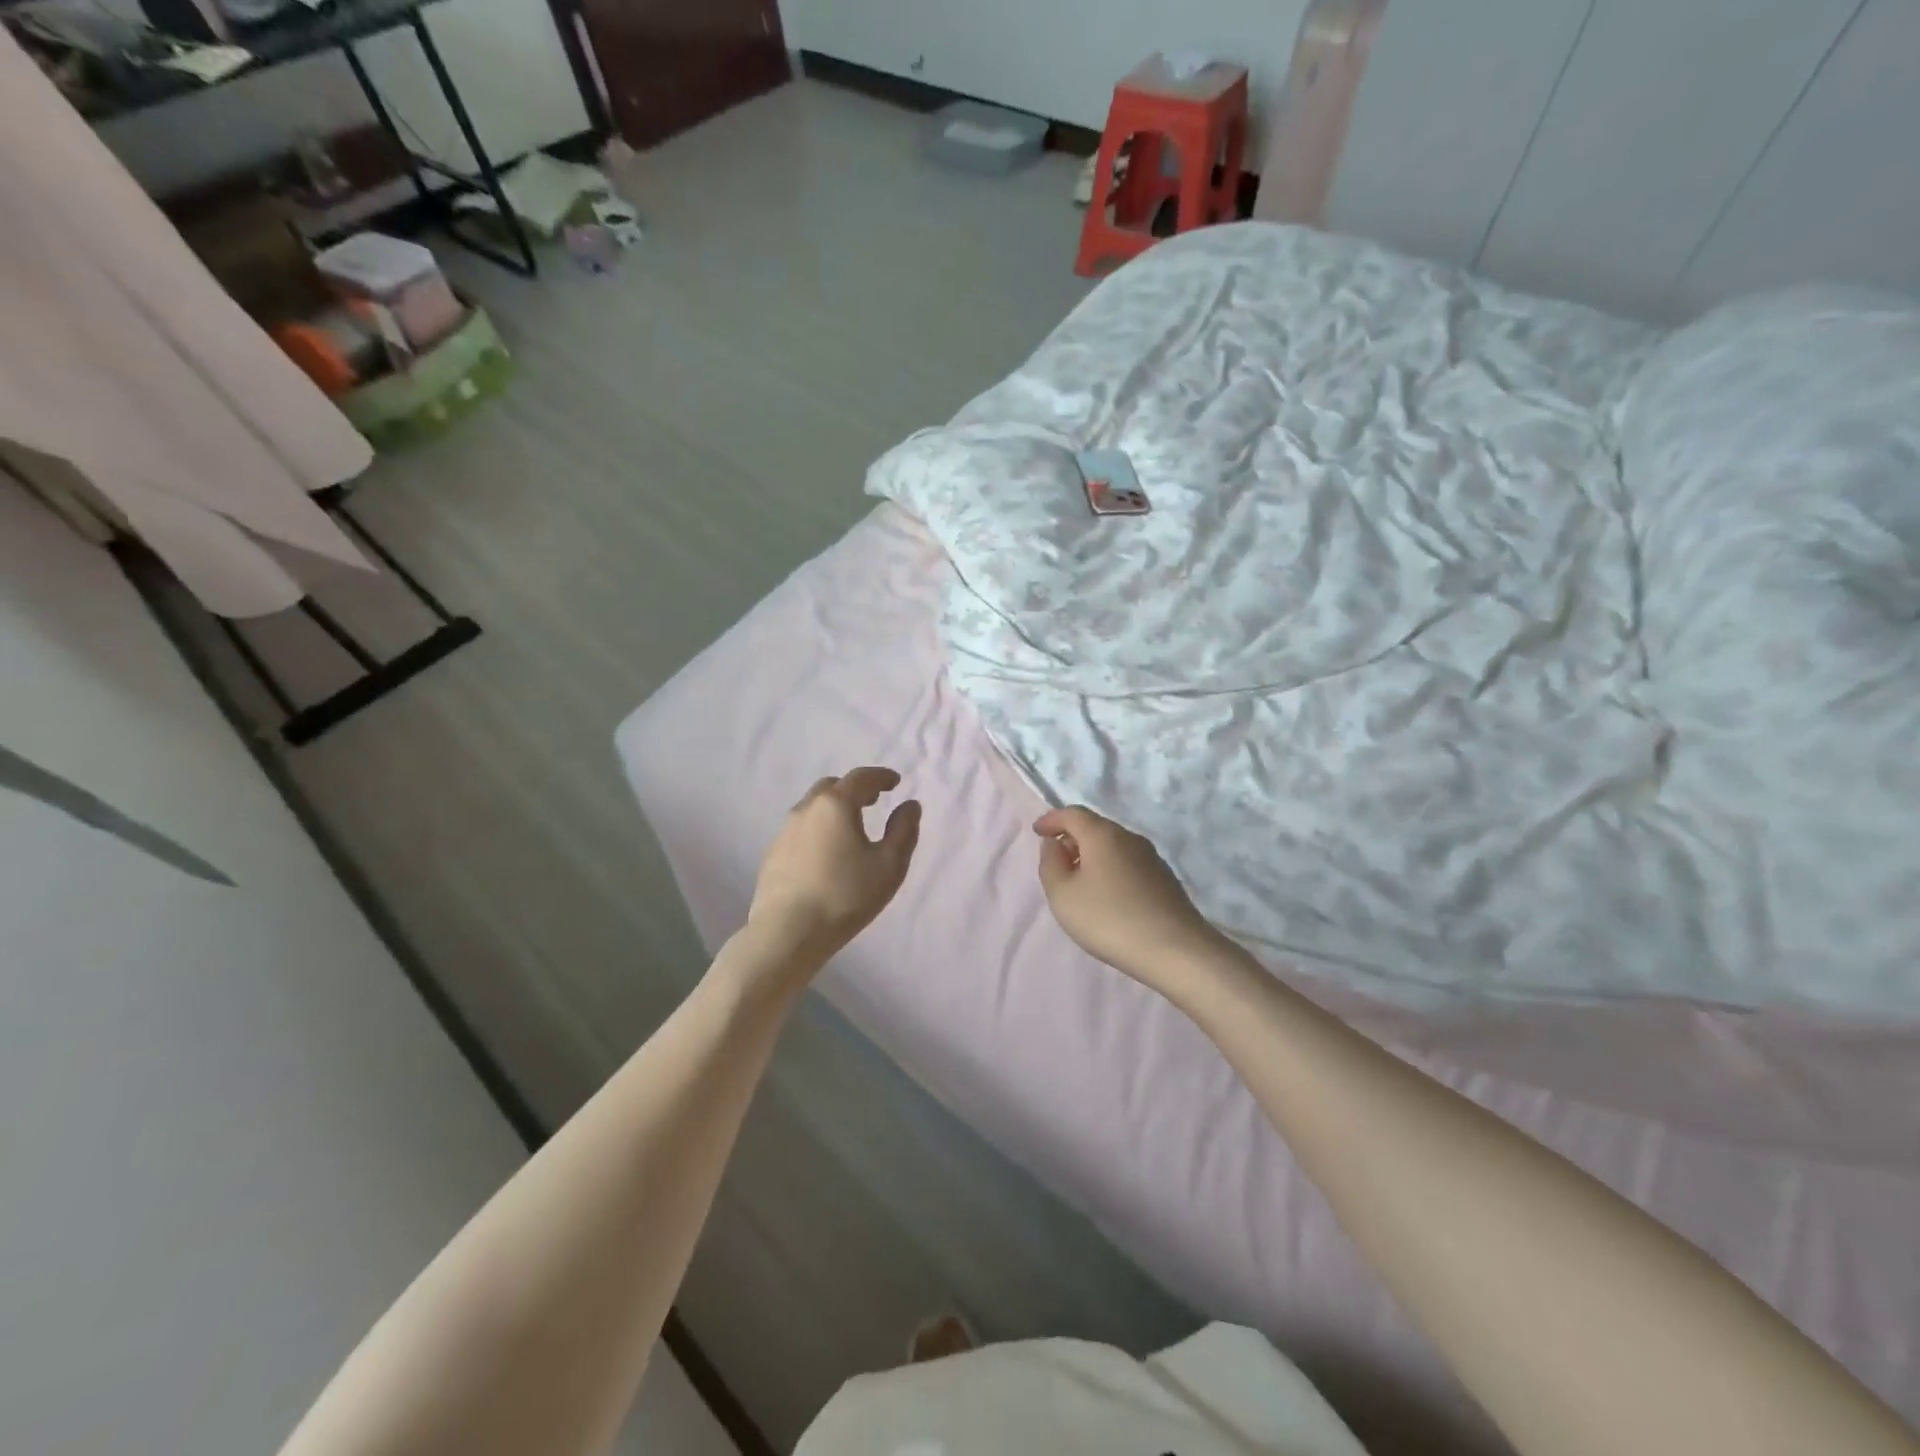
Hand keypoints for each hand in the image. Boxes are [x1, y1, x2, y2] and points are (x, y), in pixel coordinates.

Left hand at [746, 768, 921, 972]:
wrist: (787, 933)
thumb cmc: (845, 896)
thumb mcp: (889, 865)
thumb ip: (903, 831)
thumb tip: (909, 806)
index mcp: (836, 805)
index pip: (861, 778)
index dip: (881, 776)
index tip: (895, 782)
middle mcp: (806, 809)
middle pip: (832, 787)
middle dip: (855, 789)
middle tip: (874, 800)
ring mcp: (784, 831)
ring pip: (813, 807)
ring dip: (834, 808)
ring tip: (851, 826)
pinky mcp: (773, 854)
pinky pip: (801, 829)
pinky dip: (819, 828)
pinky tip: (827, 852)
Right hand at [1034, 806, 1227, 994]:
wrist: (1175, 950)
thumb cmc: (1109, 919)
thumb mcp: (1063, 894)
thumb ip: (1050, 863)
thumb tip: (1055, 844)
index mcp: (1103, 834)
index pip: (1072, 814)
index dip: (1052, 820)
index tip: (1038, 831)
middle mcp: (1130, 838)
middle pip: (1095, 827)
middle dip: (1072, 838)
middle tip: (1056, 860)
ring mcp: (1152, 858)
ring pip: (1113, 846)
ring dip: (1092, 855)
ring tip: (1079, 881)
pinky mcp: (1165, 879)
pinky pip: (1128, 863)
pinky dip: (1110, 869)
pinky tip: (1107, 895)